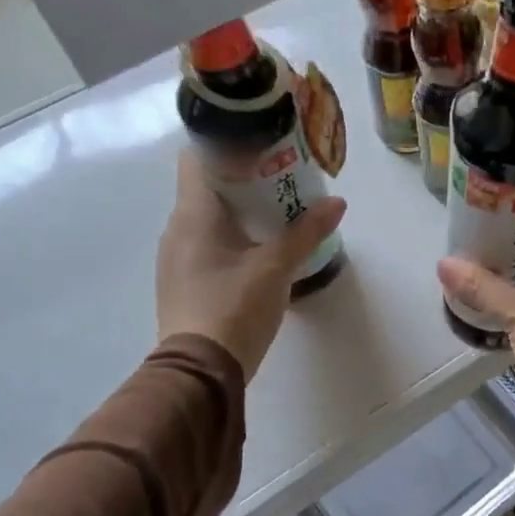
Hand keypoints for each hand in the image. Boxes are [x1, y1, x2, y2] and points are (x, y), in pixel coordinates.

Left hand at [156, 150, 345, 379]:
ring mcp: (177, 256)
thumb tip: (337, 203)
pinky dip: (233, 236)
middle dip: (245, 178)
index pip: (197, 156)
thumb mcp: (276, 267)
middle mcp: (177, 228)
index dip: (227, 143)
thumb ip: (306, 232)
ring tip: (280, 212)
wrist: (199, 372)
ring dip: (241, 210)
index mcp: (193, 213)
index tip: (263, 145)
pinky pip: (208, 242)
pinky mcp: (183, 280)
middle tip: (285, 178)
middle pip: (207, 185)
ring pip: (209, 216)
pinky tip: (261, 249)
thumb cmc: (234, 307)